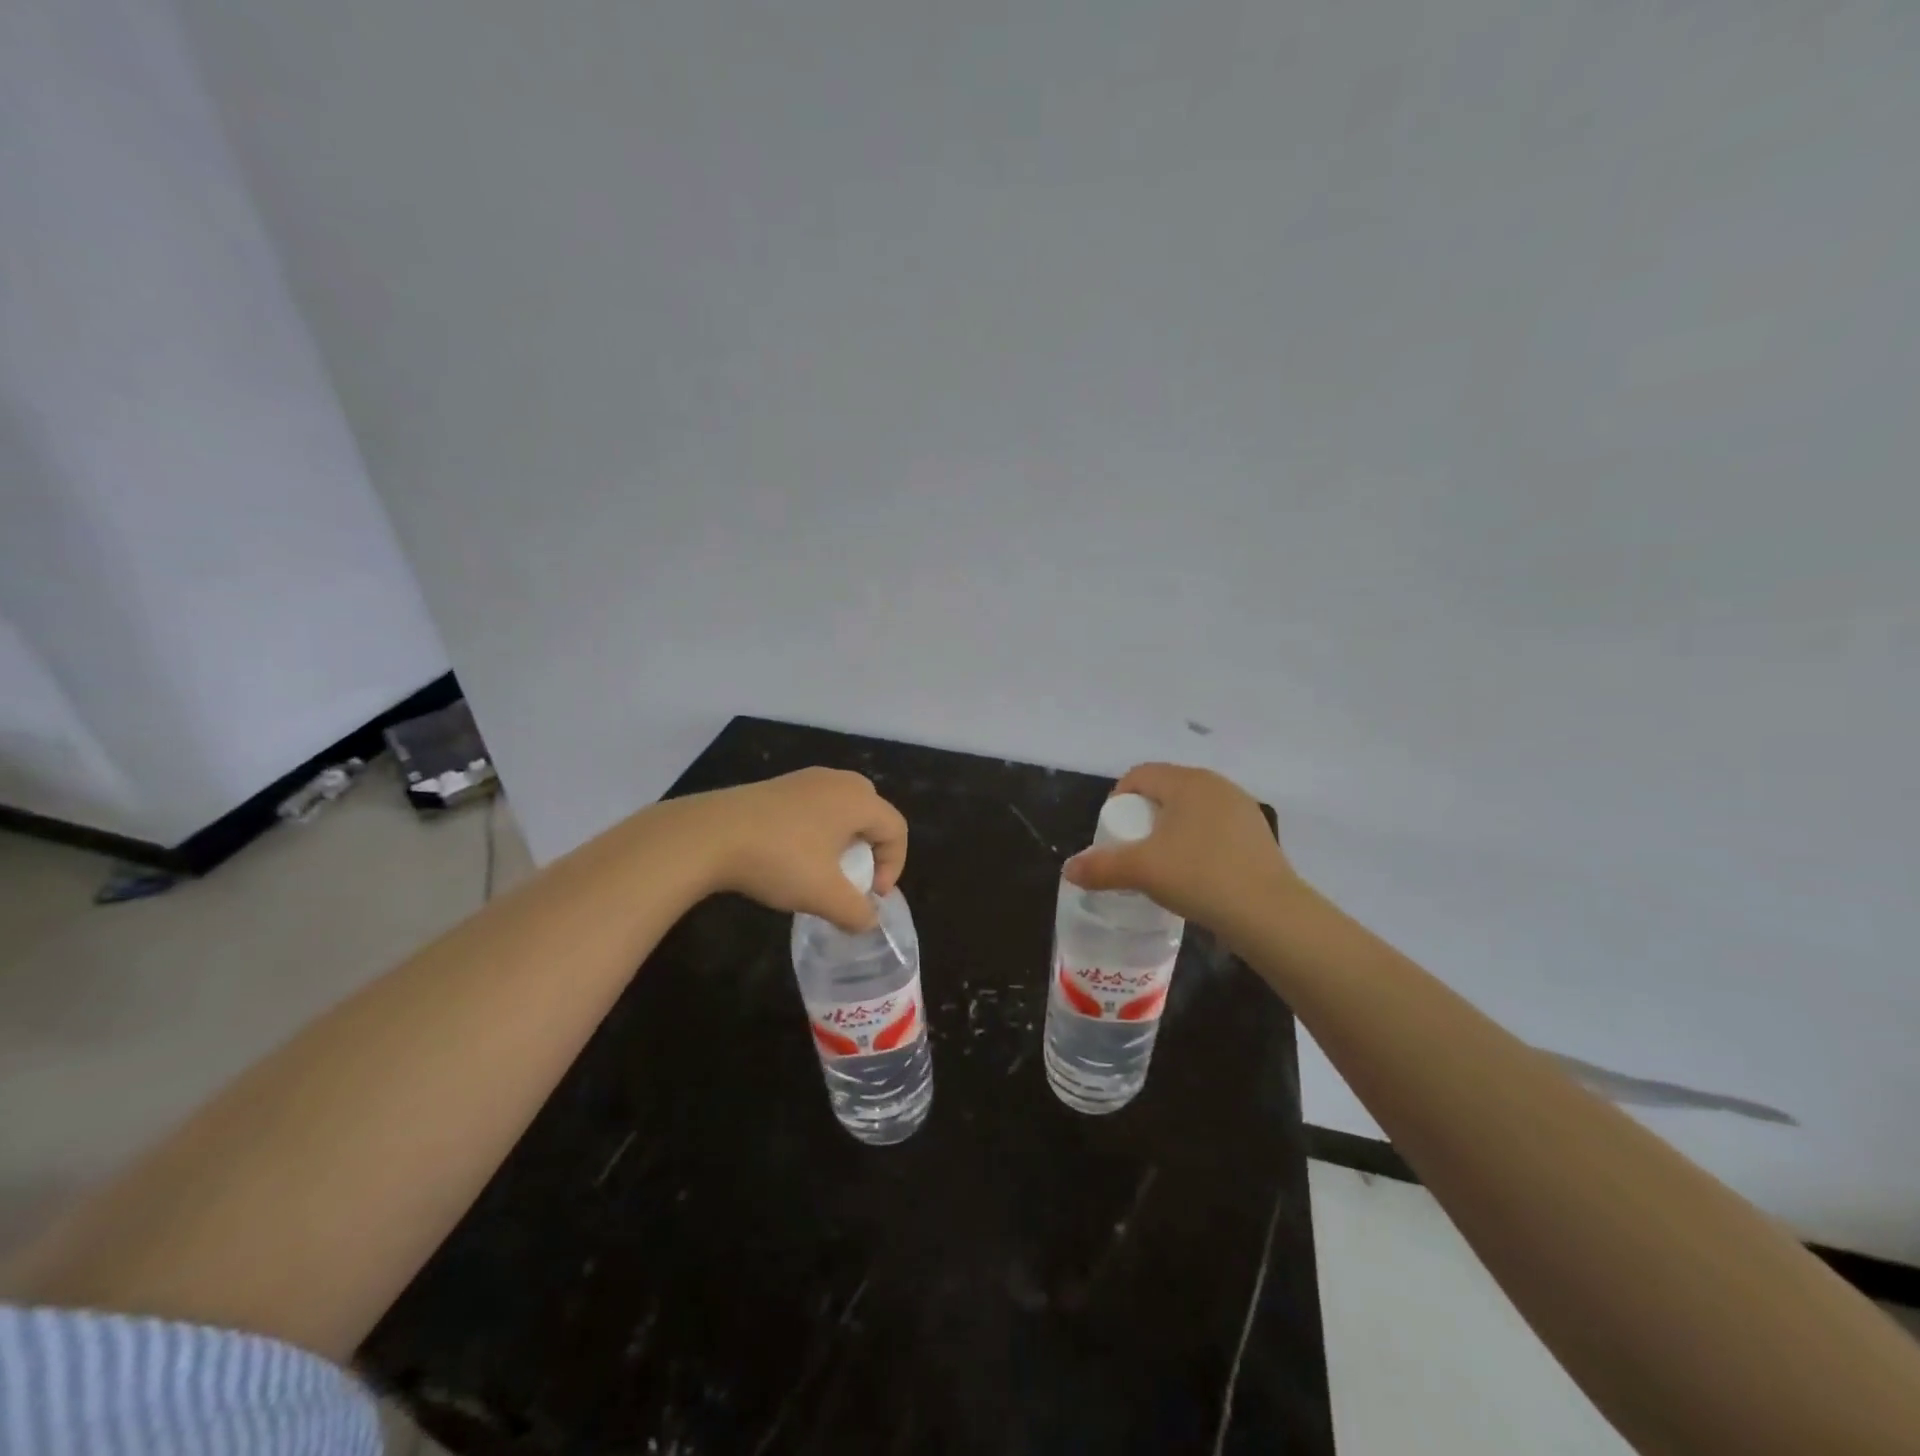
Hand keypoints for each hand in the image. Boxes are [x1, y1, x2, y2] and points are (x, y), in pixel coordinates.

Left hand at [689, 768, 907, 932]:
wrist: (709, 835)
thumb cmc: (779, 860)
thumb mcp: (824, 895)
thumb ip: (856, 912)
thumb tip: (868, 921)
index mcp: (857, 799)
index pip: (896, 829)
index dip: (893, 866)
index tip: (870, 895)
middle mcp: (836, 781)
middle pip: (872, 812)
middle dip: (870, 849)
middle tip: (853, 877)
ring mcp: (804, 780)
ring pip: (841, 808)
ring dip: (843, 841)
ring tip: (822, 870)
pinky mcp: (777, 787)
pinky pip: (814, 806)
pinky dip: (817, 831)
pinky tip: (791, 856)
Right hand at [1062, 763, 1299, 935]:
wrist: (1270, 914)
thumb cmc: (1200, 877)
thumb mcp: (1141, 871)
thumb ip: (1101, 867)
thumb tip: (1068, 869)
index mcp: (1187, 781)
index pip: (1139, 775)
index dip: (1118, 800)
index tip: (1112, 834)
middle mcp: (1216, 785)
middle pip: (1165, 790)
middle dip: (1143, 816)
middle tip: (1132, 850)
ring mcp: (1241, 809)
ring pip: (1191, 811)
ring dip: (1170, 831)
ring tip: (1162, 864)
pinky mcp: (1257, 835)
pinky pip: (1214, 829)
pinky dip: (1196, 844)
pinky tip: (1195, 875)